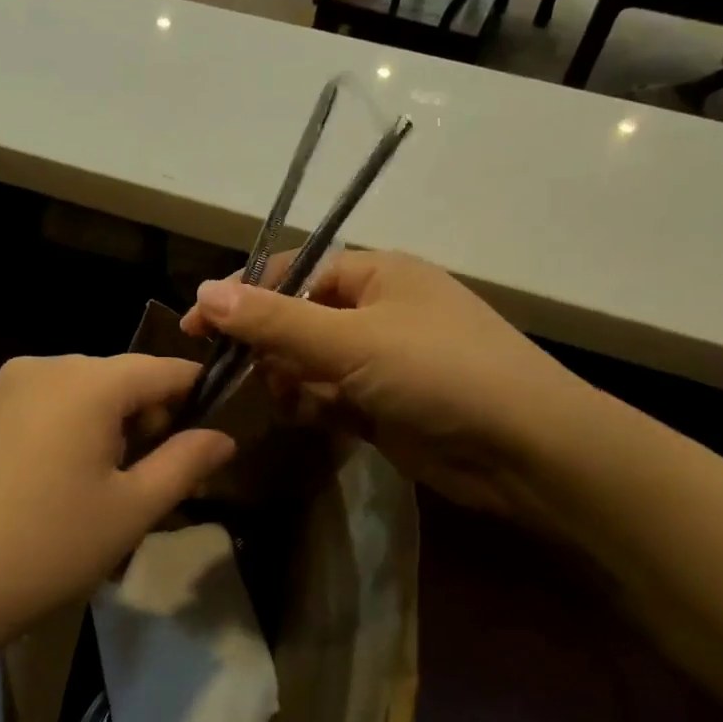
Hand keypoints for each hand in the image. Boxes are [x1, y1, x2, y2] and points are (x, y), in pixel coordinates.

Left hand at [0, 355, 235, 651]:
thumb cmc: (47, 549)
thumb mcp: (131, 510)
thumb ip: (185, 463)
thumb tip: (223, 437)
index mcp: (87, 381)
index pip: (162, 369)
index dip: (195, 396)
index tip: (213, 433)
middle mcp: (43, 366)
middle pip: (118, 379)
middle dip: (148, 420)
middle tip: (157, 480)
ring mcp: (3, 387)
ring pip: (79, 394)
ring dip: (106, 428)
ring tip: (106, 490)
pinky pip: (42, 407)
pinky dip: (66, 431)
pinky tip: (56, 486)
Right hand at [180, 250, 607, 527]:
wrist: (526, 450)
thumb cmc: (438, 372)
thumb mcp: (350, 340)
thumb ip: (274, 320)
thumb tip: (204, 290)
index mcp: (377, 274)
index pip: (293, 271)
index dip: (243, 296)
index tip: (197, 327)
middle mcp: (378, 310)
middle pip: (298, 319)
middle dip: (268, 345)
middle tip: (238, 373)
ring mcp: (383, 361)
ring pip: (311, 363)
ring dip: (291, 380)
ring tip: (288, 399)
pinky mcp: (385, 406)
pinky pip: (331, 398)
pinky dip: (314, 407)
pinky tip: (310, 419)